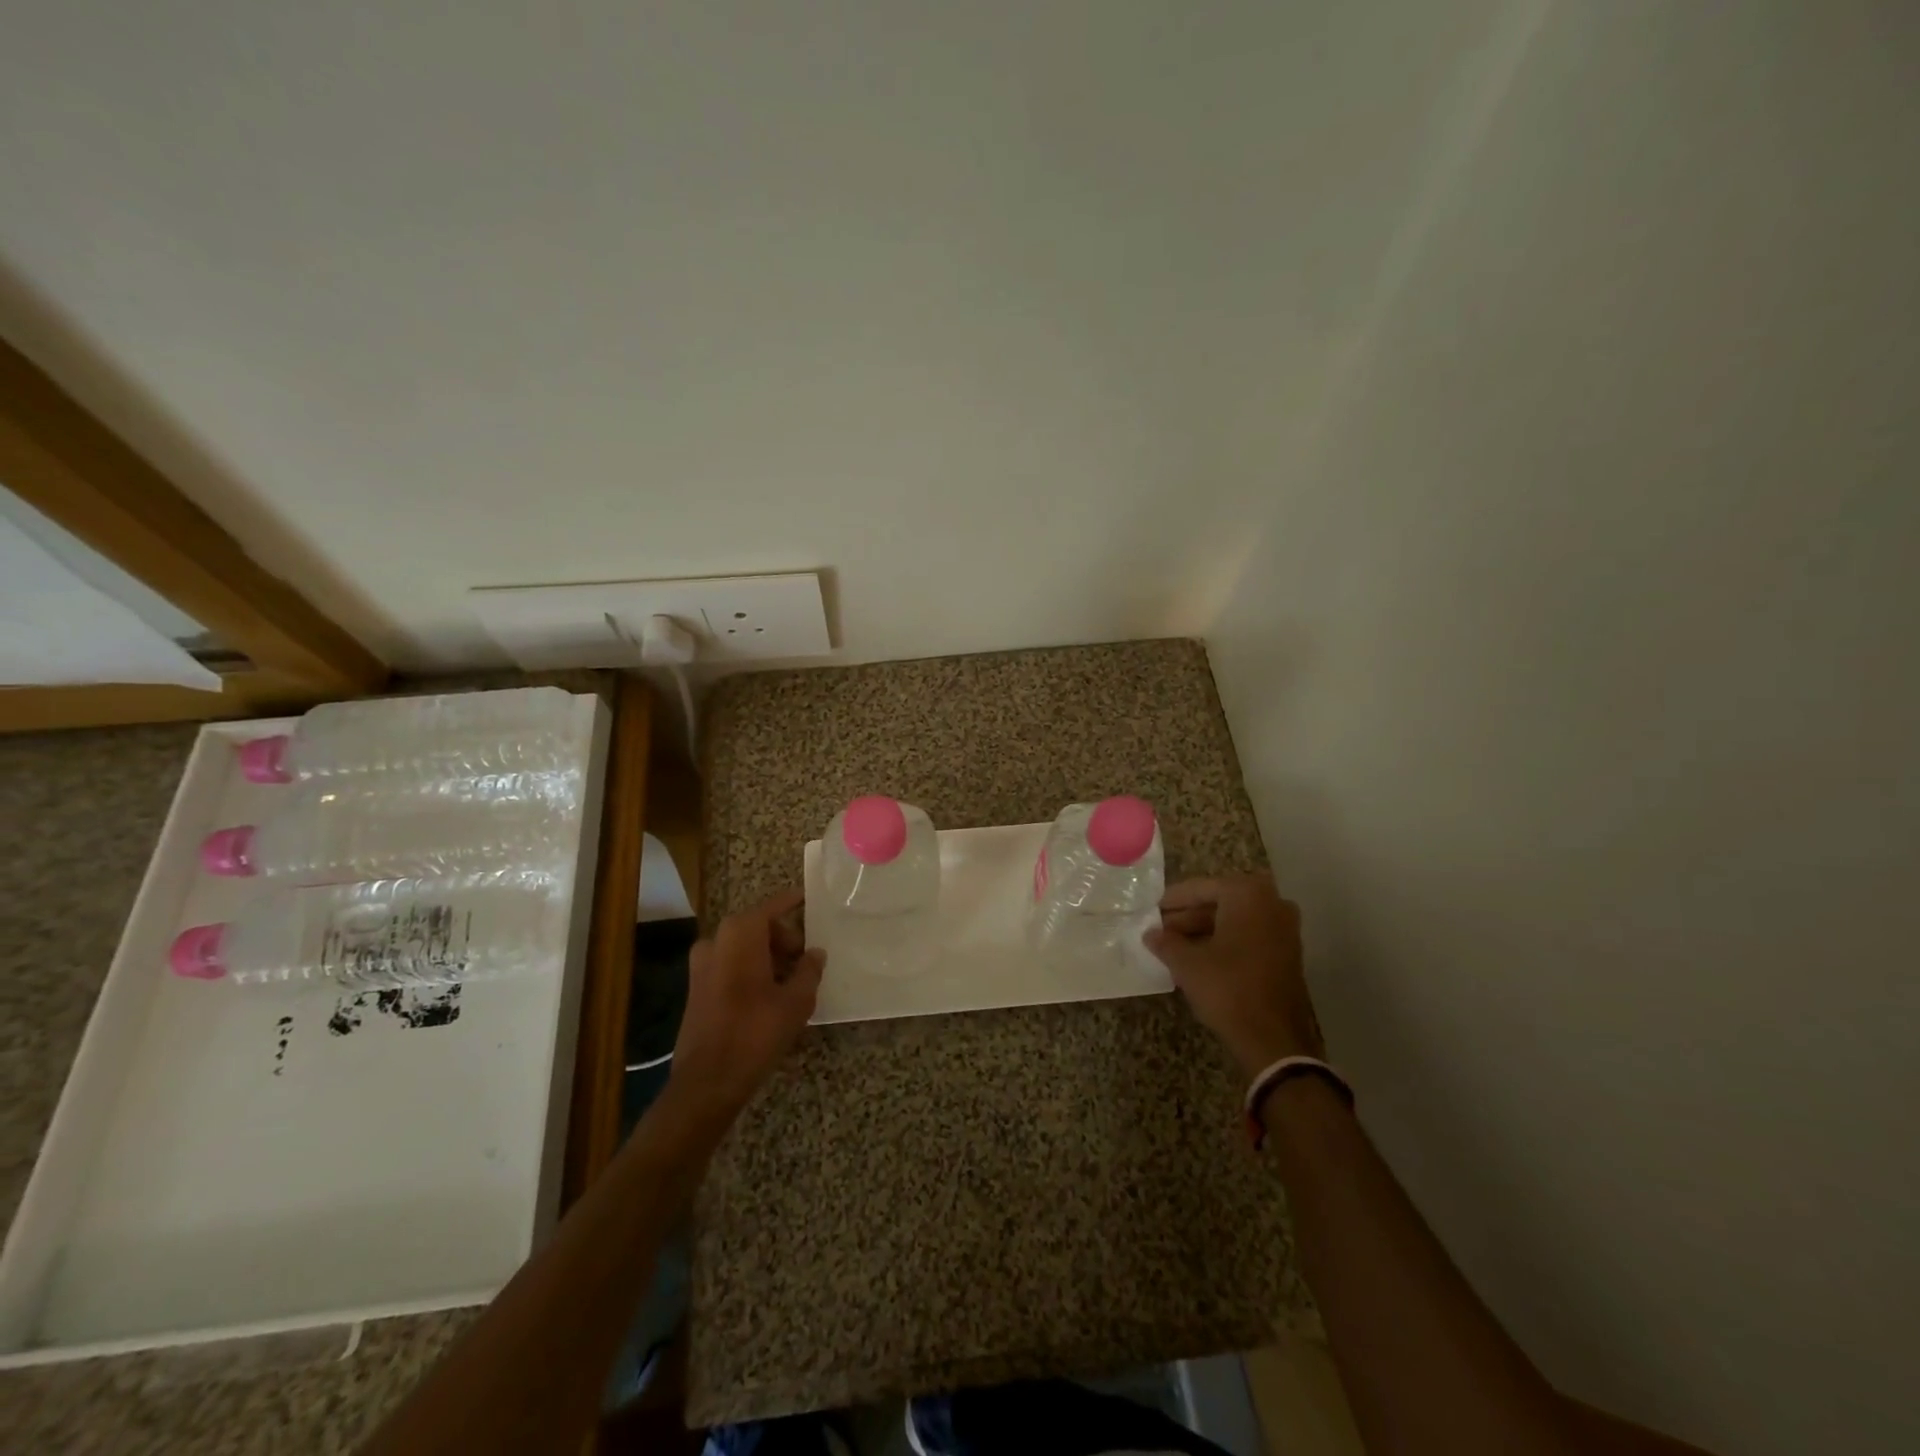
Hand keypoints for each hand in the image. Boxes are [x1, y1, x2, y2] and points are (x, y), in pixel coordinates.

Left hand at [669, 889, 823, 1118]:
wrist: (707, 1080)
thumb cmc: (756, 1032)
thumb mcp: (796, 1001)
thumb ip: (809, 970)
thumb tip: (815, 953)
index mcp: (740, 935)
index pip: (772, 907)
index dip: (791, 902)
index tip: (807, 897)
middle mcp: (716, 941)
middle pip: (757, 927)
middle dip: (783, 937)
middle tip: (806, 958)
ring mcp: (701, 965)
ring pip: (743, 947)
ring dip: (768, 955)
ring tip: (792, 979)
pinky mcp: (696, 988)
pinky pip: (730, 964)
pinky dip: (751, 969)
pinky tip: (770, 994)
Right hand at [1145, 873, 1323, 1075]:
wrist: (1274, 1039)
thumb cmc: (1228, 989)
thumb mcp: (1187, 964)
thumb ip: (1165, 942)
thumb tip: (1150, 934)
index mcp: (1247, 894)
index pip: (1201, 888)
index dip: (1173, 900)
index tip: (1151, 910)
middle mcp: (1272, 902)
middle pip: (1220, 901)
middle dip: (1189, 916)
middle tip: (1161, 930)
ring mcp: (1285, 928)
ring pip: (1235, 919)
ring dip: (1205, 929)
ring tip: (1174, 946)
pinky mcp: (1288, 952)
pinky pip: (1249, 935)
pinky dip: (1225, 941)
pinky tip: (1200, 957)